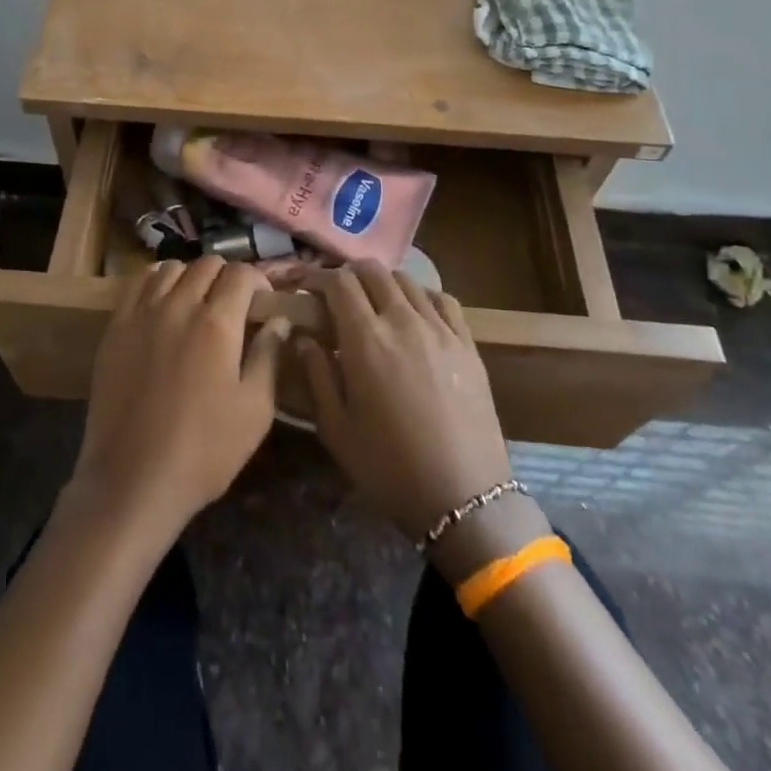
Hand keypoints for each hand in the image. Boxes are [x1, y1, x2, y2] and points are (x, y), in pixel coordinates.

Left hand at [65, 258, 291, 541]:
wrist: (132, 479)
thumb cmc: (204, 451)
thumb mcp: (255, 411)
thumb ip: (269, 356)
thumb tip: (278, 320)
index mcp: (217, 323)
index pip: (242, 274)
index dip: (259, 281)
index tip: (262, 303)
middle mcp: (179, 305)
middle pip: (207, 264)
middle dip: (227, 277)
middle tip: (233, 305)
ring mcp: (142, 313)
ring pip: (172, 268)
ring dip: (192, 277)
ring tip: (197, 303)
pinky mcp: (115, 327)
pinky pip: (139, 284)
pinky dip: (157, 282)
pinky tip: (163, 304)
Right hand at [297, 262, 517, 544]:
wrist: (465, 499)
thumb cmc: (389, 468)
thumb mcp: (336, 429)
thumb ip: (316, 374)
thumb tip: (303, 337)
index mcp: (365, 339)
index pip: (339, 282)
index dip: (318, 276)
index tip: (305, 284)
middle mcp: (403, 321)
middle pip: (373, 271)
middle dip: (349, 274)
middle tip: (336, 294)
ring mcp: (440, 329)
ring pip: (407, 281)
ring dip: (383, 283)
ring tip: (374, 304)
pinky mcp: (467, 344)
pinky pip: (443, 300)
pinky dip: (422, 296)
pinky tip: (415, 313)